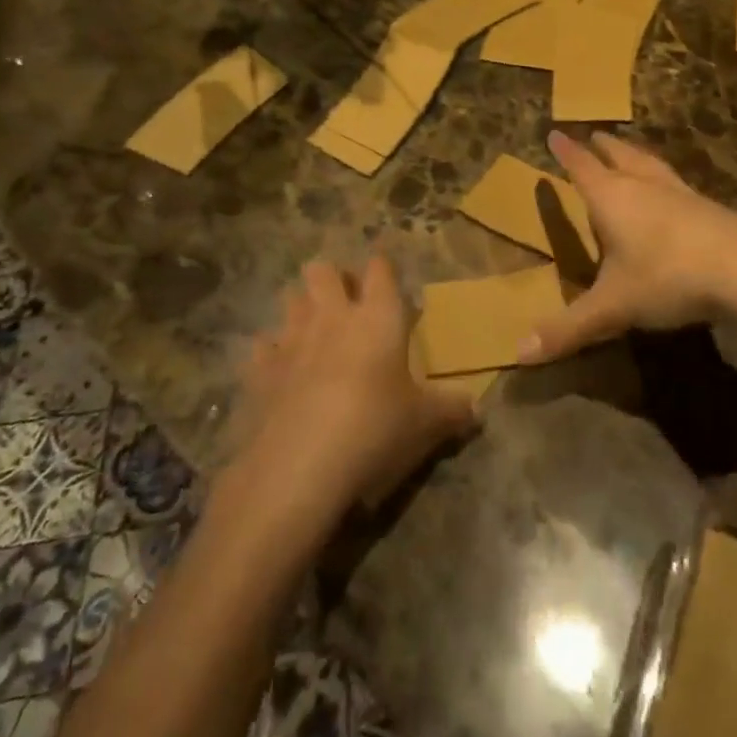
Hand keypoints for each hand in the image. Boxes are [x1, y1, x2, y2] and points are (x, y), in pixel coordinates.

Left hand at [230, 256, 475, 529]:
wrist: (300, 466)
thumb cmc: (375, 429)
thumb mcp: (425, 423)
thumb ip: (452, 410)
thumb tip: (476, 409)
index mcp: (377, 317)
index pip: (379, 270)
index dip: (382, 271)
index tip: (387, 282)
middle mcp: (332, 316)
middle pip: (323, 270)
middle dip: (332, 278)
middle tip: (346, 305)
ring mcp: (291, 339)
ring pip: (291, 299)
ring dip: (302, 308)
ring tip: (314, 332)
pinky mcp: (260, 370)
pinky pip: (263, 345)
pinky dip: (271, 353)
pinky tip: (281, 372)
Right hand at [521, 131, 736, 361]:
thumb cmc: (667, 277)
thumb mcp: (612, 307)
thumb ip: (568, 329)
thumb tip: (517, 353)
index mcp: (612, 198)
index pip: (582, 168)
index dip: (566, 153)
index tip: (555, 133)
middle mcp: (644, 186)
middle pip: (620, 156)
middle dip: (603, 147)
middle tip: (594, 135)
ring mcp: (680, 194)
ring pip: (651, 165)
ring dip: (636, 155)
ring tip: (631, 150)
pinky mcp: (709, 208)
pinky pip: (678, 184)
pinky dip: (665, 179)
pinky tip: (674, 192)